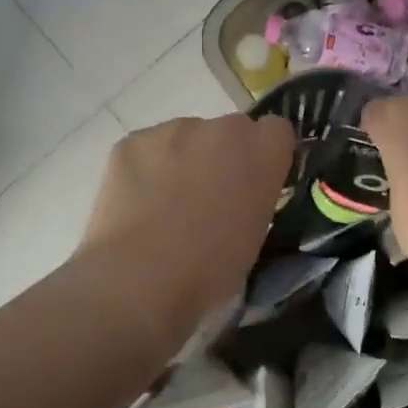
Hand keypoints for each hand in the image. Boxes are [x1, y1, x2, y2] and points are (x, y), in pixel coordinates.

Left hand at [75, 114, 295, 339]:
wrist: (140, 278)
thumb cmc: (211, 271)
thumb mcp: (255, 237)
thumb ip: (254, 200)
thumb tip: (239, 198)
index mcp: (262, 152)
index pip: (276, 131)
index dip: (264, 155)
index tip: (254, 183)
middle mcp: (222, 129)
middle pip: (229, 130)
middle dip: (222, 156)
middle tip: (207, 198)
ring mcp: (173, 130)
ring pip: (184, 138)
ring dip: (182, 160)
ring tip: (163, 206)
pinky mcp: (131, 141)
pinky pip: (146, 149)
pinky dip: (144, 169)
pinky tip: (135, 205)